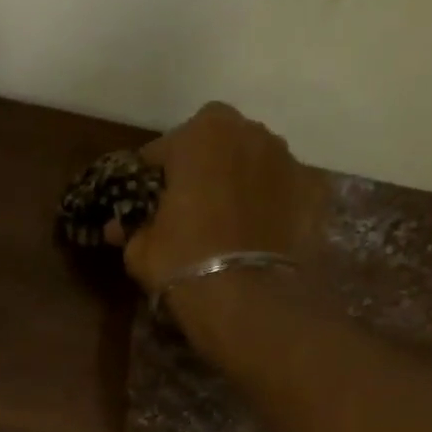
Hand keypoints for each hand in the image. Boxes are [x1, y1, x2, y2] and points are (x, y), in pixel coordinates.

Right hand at [112, 101, 327, 298]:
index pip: (163, 149)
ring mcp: (287, 158)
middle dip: (200, 167)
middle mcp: (248, 132)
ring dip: (237, 181)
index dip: (151, 177)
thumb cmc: (182, 261)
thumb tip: (117, 226)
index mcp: (200, 134)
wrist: (245, 299)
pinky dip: (270, 203)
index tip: (146, 203)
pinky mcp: (314, 189)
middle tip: (188, 208)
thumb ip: (130, 228)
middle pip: (214, 144)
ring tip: (226, 222)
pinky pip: (281, 189)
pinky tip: (257, 233)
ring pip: (252, 162)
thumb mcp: (140, 249)